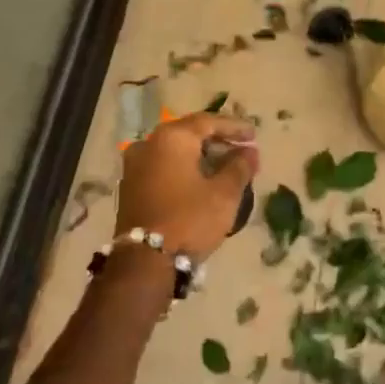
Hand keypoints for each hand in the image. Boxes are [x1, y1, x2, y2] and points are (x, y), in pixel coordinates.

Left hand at [116, 113, 259, 262]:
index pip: (208, 122)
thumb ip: (239, 167)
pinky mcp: (131, 186)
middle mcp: (149, 144)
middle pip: (189, 133)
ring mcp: (135, 165)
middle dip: (217, 140)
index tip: (254, 134)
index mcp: (172, 138)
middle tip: (241, 149)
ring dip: (200, 155)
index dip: (234, 127)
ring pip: (175, 151)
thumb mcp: (224, 194)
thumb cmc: (190, 219)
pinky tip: (201, 180)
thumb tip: (249, 152)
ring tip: (225, 166)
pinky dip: (184, 168)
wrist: (144, 261)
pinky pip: (163, 166)